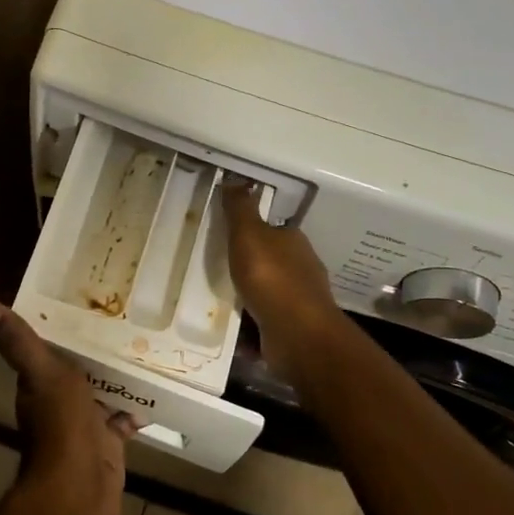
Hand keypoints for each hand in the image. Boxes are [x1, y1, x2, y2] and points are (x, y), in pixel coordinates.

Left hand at [0, 300, 133, 514]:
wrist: (79, 494)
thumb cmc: (61, 428)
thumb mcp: (43, 373)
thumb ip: (18, 342)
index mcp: (41, 385)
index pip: (51, 350)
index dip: (65, 330)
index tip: (86, 304)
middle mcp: (60, 404)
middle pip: (80, 371)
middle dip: (97, 354)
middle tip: (125, 325)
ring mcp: (85, 428)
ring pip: (103, 395)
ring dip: (118, 379)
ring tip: (144, 351)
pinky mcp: (108, 448)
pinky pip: (122, 423)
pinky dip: (135, 411)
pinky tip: (153, 396)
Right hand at [224, 183, 346, 375]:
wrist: (297, 335)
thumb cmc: (272, 279)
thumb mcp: (249, 234)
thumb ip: (240, 208)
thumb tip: (234, 178)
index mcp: (293, 242)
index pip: (272, 229)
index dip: (250, 231)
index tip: (225, 237)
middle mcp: (300, 270)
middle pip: (269, 262)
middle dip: (246, 266)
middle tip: (213, 269)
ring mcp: (298, 302)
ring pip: (265, 294)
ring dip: (244, 297)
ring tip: (214, 299)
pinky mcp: (290, 330)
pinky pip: (262, 323)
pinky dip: (247, 326)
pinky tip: (227, 328)